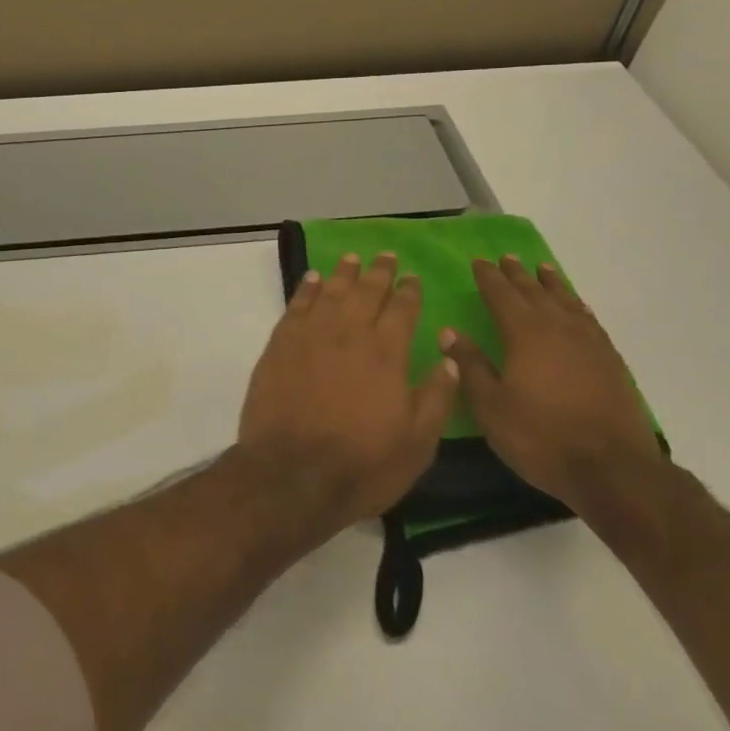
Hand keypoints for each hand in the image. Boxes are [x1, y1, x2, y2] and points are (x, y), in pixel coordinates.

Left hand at [238, 252, 457, 530]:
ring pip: (331, 291)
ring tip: (352, 259)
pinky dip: (306, 288)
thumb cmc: (362, 464)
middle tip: (386, 257)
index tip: (413, 278)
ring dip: (344, 273)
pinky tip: (312, 279)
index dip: (409, 291)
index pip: (402, 309)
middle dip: (379, 272)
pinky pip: (297, 304)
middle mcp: (349, 333)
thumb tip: (449, 359)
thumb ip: (436, 397)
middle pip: (367, 291)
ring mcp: (311, 335)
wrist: (292, 473)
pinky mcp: (280, 344)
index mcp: (386, 353)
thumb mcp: (417, 443)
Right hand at [439, 257, 662, 514]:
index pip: (501, 295)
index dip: (488, 277)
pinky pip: (589, 319)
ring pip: (565, 301)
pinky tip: (576, 307)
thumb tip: (449, 331)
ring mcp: (589, 342)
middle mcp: (557, 328)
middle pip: (534, 292)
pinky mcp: (611, 360)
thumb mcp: (491, 407)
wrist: (613, 469)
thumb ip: (470, 366)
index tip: (478, 261)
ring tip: (542, 268)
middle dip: (517, 274)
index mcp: (524, 334)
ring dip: (550, 283)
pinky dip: (577, 306)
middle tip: (506, 257)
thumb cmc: (541, 437)